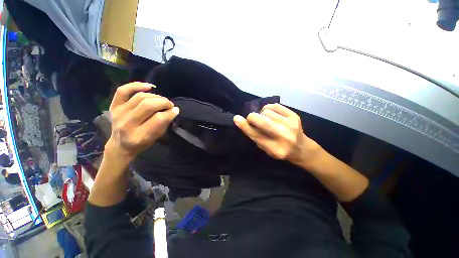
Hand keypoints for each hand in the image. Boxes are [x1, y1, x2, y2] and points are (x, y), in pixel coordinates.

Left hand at [107, 82, 178, 162]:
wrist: (120, 145)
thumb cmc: (142, 143)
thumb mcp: (156, 138)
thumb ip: (165, 124)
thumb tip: (174, 110)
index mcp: (140, 136)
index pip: (158, 119)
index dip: (170, 113)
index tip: (176, 110)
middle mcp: (127, 124)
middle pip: (148, 106)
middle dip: (164, 103)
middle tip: (170, 105)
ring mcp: (119, 113)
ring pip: (140, 97)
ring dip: (156, 96)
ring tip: (162, 100)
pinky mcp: (114, 106)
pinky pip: (123, 90)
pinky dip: (136, 85)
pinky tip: (149, 87)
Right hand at [233, 104, 318, 165]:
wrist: (301, 148)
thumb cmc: (279, 149)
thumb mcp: (265, 148)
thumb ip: (254, 135)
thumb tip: (241, 120)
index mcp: (275, 149)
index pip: (256, 135)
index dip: (244, 126)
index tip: (236, 118)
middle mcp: (284, 136)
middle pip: (262, 121)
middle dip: (252, 117)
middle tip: (251, 119)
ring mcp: (291, 125)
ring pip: (267, 112)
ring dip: (261, 114)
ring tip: (264, 119)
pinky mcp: (294, 116)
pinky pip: (274, 106)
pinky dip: (268, 108)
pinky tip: (269, 114)